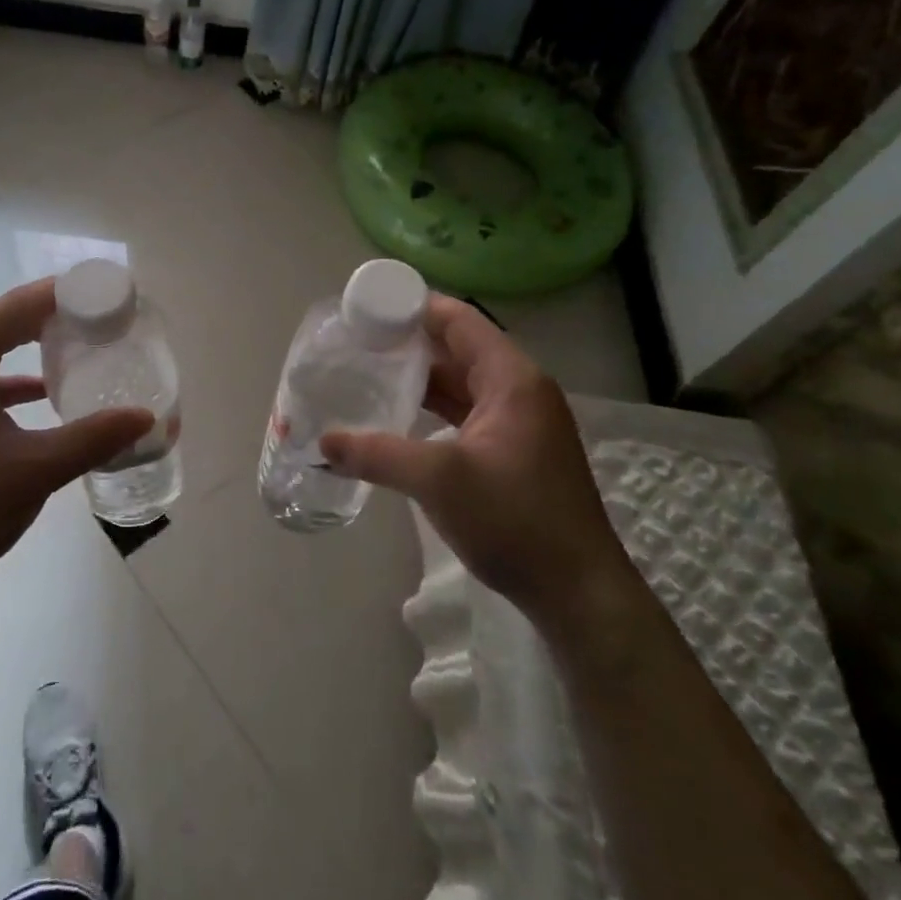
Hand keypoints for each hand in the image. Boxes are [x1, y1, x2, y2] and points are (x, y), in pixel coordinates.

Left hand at [0, 280, 152, 600]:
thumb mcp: (33, 472)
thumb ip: (92, 439)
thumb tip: (145, 416)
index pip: (17, 306)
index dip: (65, 294)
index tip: (109, 293)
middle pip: (2, 321)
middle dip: (54, 315)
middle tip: (104, 317)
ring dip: (31, 345)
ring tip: (82, 344)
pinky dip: (11, 380)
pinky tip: (43, 395)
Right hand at [320, 296, 636, 630]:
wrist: (577, 592)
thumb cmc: (514, 520)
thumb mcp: (438, 480)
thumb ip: (377, 454)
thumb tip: (323, 442)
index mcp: (512, 379)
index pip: (460, 320)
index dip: (414, 307)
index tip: (369, 308)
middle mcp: (520, 390)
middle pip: (459, 347)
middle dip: (410, 342)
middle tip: (359, 341)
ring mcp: (521, 422)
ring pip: (462, 382)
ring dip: (421, 377)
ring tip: (370, 372)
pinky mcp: (515, 451)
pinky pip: (467, 412)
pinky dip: (434, 408)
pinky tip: (400, 416)